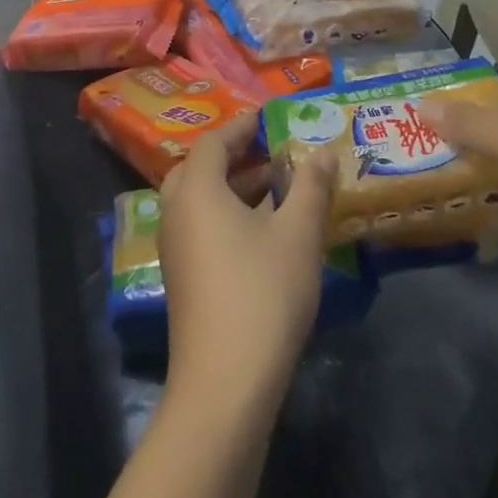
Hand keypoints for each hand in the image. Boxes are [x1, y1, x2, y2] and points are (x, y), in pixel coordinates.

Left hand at [158, 114, 335, 411]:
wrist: (225, 380)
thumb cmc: (263, 292)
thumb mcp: (297, 234)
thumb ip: (310, 187)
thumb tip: (322, 152)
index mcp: (197, 190)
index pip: (213, 142)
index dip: (240, 126)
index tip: (266, 117)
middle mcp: (176, 211)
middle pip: (200, 169)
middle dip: (235, 156)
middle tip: (270, 151)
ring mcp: (175, 247)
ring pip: (200, 200)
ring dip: (233, 188)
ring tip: (276, 187)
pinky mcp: (182, 276)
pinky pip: (201, 226)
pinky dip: (227, 215)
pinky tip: (263, 231)